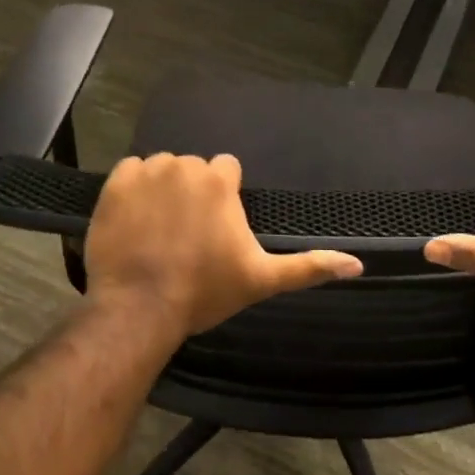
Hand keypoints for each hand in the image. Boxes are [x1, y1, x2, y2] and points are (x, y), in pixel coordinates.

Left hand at [83, 153, 362, 339]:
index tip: (215, 228)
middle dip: (193, 193)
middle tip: (186, 234)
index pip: (226, 169)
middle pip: (193, 169)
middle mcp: (185, 165)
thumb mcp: (261, 279)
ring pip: (162, 168)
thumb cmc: (204, 291)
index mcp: (219, 180)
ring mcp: (148, 171)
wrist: (139, 309)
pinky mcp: (116, 183)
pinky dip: (132, 189)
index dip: (223, 197)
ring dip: (163, 190)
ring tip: (158, 230)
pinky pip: (129, 171)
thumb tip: (359, 264)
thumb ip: (308, 266)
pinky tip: (135, 221)